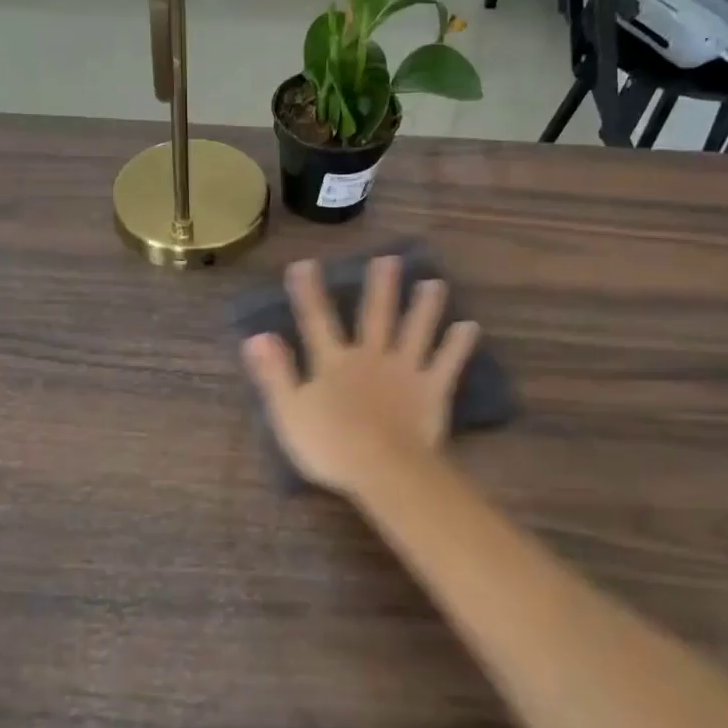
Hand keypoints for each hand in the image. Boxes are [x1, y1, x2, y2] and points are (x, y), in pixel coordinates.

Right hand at [241, 255, 479, 495]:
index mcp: (333, 363)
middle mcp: (370, 356)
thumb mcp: (288, 412)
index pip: (316, 321)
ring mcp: (404, 370)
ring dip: (425, 307)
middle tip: (388, 258)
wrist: (383, 469)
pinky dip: (459, 345)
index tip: (305, 264)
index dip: (309, 293)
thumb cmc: (330, 446)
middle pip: (375, 315)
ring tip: (434, 283)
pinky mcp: (432, 389)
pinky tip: (470, 326)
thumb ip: (274, 373)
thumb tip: (256, 336)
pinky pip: (447, 362)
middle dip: (380, 286)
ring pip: (415, 330)